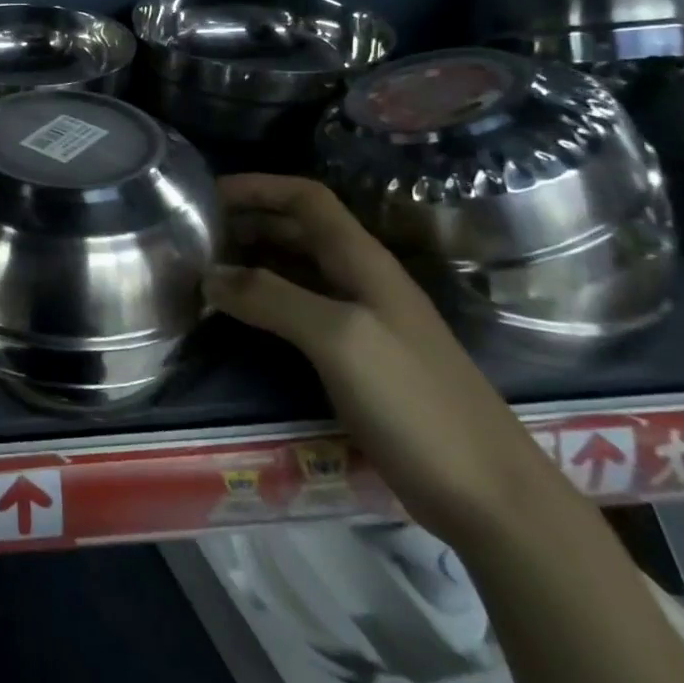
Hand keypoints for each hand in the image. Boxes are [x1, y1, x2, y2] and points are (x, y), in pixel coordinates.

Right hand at [210, 174, 568, 545]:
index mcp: (364, 262)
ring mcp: (362, 322)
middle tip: (193, 233)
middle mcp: (362, 282)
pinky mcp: (357, 360)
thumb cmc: (415, 403)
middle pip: (299, 230)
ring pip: (296, 270)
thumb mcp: (339, 339)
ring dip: (251, 260)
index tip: (206, 193)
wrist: (490, 497)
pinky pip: (299, 311)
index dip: (258, 186)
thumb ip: (271, 297)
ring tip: (203, 268)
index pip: (307, 199)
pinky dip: (263, 301)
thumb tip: (209, 275)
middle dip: (247, 221)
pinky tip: (236, 316)